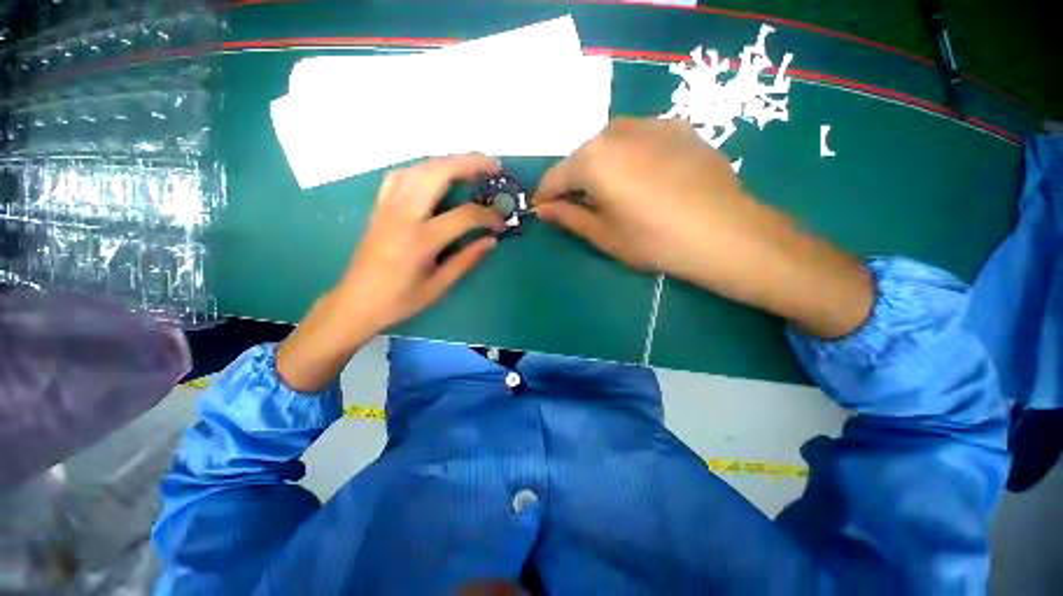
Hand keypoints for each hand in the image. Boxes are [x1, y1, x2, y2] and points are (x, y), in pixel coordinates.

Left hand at [277, 154, 504, 391]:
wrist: (356, 301)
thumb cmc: (400, 299)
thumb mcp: (439, 286)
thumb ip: (466, 260)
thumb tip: (491, 241)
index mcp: (421, 239)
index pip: (464, 215)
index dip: (488, 216)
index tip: (501, 223)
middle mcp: (403, 214)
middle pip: (439, 173)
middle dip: (471, 163)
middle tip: (494, 167)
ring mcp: (388, 206)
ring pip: (420, 167)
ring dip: (449, 161)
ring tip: (471, 166)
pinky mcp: (379, 206)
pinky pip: (401, 175)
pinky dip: (423, 169)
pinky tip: (435, 176)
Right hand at [533, 117, 750, 278]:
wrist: (724, 232)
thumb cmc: (653, 240)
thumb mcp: (604, 234)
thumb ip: (569, 217)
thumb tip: (544, 209)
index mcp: (593, 158)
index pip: (555, 176)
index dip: (545, 195)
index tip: (542, 209)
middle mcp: (617, 130)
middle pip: (582, 156)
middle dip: (575, 180)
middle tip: (579, 205)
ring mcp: (652, 123)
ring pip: (611, 144)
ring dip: (603, 166)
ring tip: (613, 192)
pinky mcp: (679, 127)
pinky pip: (640, 140)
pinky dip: (631, 157)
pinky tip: (645, 179)